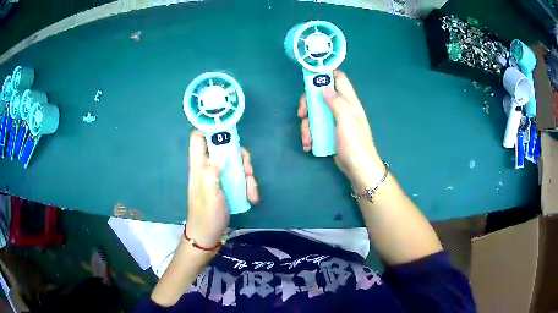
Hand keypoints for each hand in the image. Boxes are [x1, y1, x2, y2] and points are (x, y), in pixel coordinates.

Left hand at [186, 130, 258, 248]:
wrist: (208, 236)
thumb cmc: (207, 216)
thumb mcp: (209, 194)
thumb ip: (211, 172)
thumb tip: (220, 154)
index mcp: (199, 166)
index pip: (198, 137)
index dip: (209, 128)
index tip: (227, 129)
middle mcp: (208, 167)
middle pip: (224, 148)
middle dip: (239, 156)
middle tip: (248, 170)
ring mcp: (219, 176)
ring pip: (235, 163)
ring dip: (247, 174)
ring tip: (252, 192)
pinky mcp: (227, 186)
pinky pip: (240, 177)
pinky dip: (248, 185)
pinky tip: (252, 197)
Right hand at [298, 71, 384, 189]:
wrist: (358, 170)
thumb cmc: (355, 145)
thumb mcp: (346, 122)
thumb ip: (337, 103)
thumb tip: (325, 87)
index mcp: (349, 101)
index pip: (339, 78)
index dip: (325, 74)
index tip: (309, 79)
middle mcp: (341, 107)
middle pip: (320, 95)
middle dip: (308, 103)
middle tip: (302, 114)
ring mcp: (334, 120)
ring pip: (315, 112)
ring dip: (307, 124)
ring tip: (306, 139)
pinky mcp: (329, 132)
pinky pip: (316, 126)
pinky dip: (310, 134)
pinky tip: (309, 145)